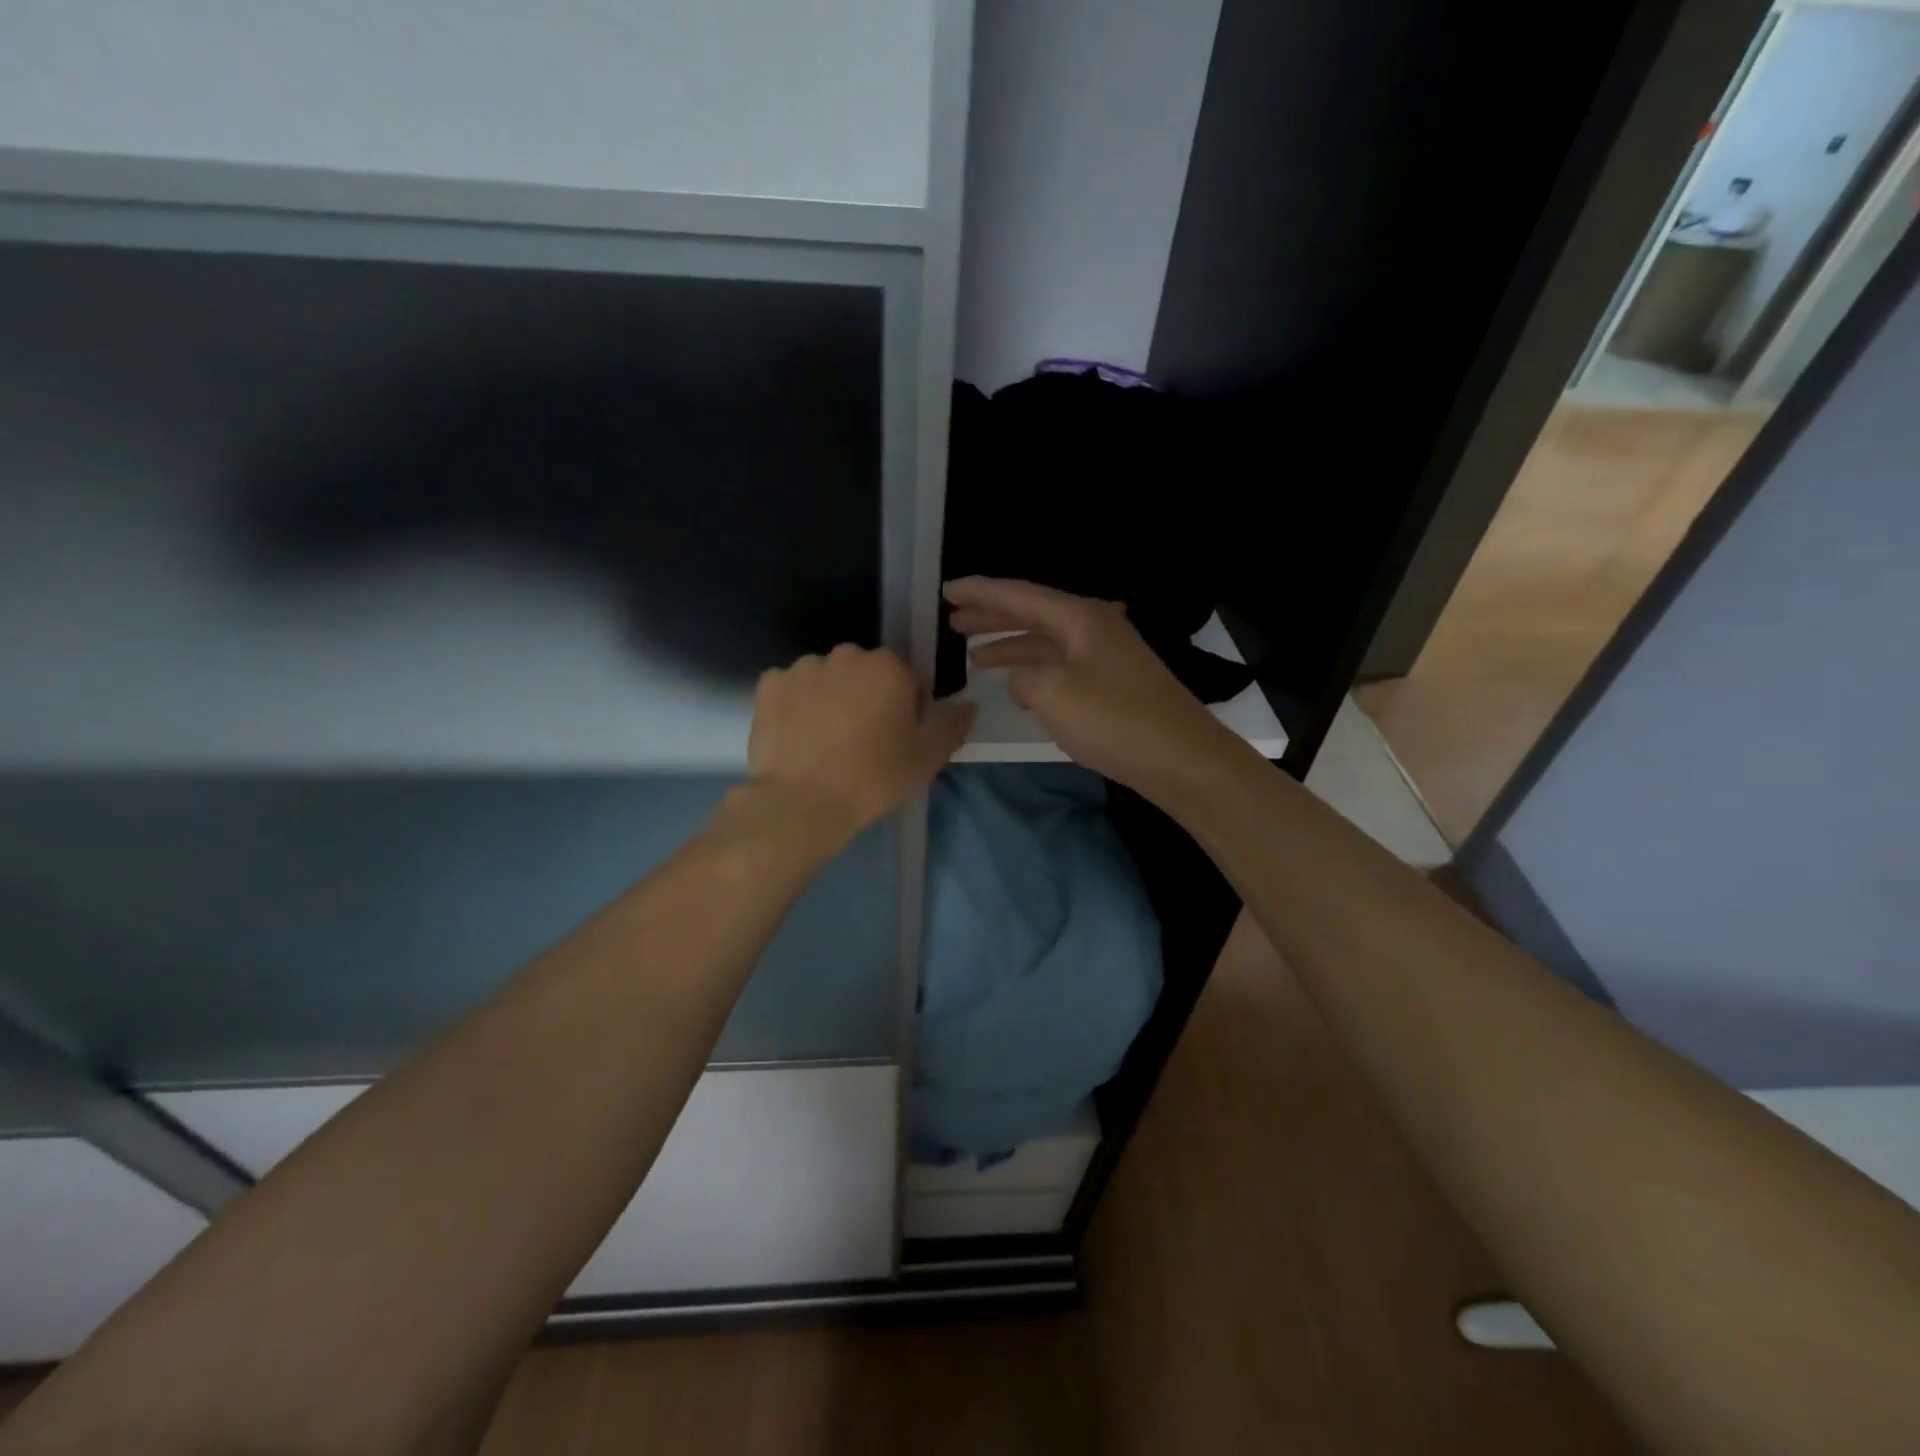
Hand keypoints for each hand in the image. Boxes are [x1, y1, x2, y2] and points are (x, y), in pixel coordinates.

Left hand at [748, 644, 973, 841]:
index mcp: (888, 666)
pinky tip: (798, 736)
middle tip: (862, 739)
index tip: (897, 737)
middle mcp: (846, 655)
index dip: (906, 707)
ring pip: (825, 677)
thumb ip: (953, 726)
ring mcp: (803, 667)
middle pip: (863, 672)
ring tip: (825, 740)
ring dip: (829, 697)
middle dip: (865, 695)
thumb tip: (969, 705)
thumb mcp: (927, 759)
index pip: (906, 678)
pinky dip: (795, 705)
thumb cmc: (874, 778)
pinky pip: (790, 688)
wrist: (803, 803)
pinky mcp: (769, 685)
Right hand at [944, 576, 1230, 796]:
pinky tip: (1017, 685)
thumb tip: (1020, 678)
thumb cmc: (1115, 721)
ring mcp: (1106, 656)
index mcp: (1080, 618)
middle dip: (992, 617)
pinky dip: (1033, 670)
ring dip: (1010, 646)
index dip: (981, 592)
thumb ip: (1023, 676)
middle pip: (1033, 614)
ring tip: (974, 655)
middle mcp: (1094, 627)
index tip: (947, 590)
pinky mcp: (1112, 683)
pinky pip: (1060, 665)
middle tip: (953, 621)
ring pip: (1046, 642)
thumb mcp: (1053, 694)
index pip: (1020, 595)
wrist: (1181, 759)